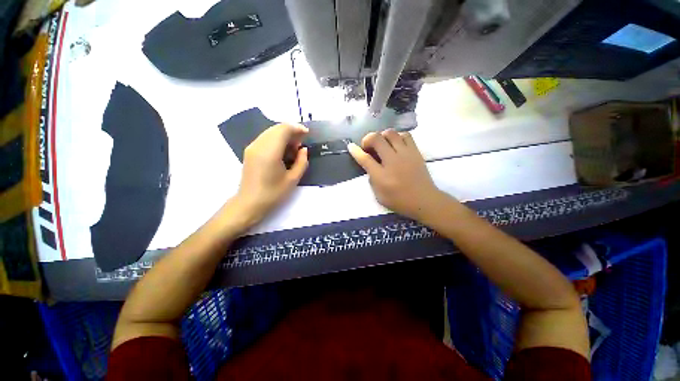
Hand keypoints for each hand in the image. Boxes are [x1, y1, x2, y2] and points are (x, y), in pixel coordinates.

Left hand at [233, 123, 308, 225]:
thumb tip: (303, 149)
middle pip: (276, 128)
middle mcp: (259, 145)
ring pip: (270, 132)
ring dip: (284, 136)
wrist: (250, 203)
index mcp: (270, 152)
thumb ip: (302, 162)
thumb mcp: (293, 179)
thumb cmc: (273, 193)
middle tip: (301, 143)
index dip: (297, 128)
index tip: (307, 134)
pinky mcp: (250, 151)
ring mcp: (252, 147)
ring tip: (293, 149)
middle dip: (291, 132)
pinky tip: (283, 151)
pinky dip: (276, 140)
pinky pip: (265, 138)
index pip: (284, 129)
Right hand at [348, 130, 446, 220]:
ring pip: (391, 133)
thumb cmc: (400, 201)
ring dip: (382, 136)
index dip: (355, 151)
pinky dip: (397, 136)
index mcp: (382, 176)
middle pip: (377, 139)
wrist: (424, 200)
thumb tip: (370, 166)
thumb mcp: (379, 196)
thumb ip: (372, 179)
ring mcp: (405, 154)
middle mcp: (392, 161)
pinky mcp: (415, 151)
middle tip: (368, 147)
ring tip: (382, 144)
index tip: (350, 146)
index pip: (365, 159)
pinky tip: (396, 144)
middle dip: (368, 139)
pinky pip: (405, 135)